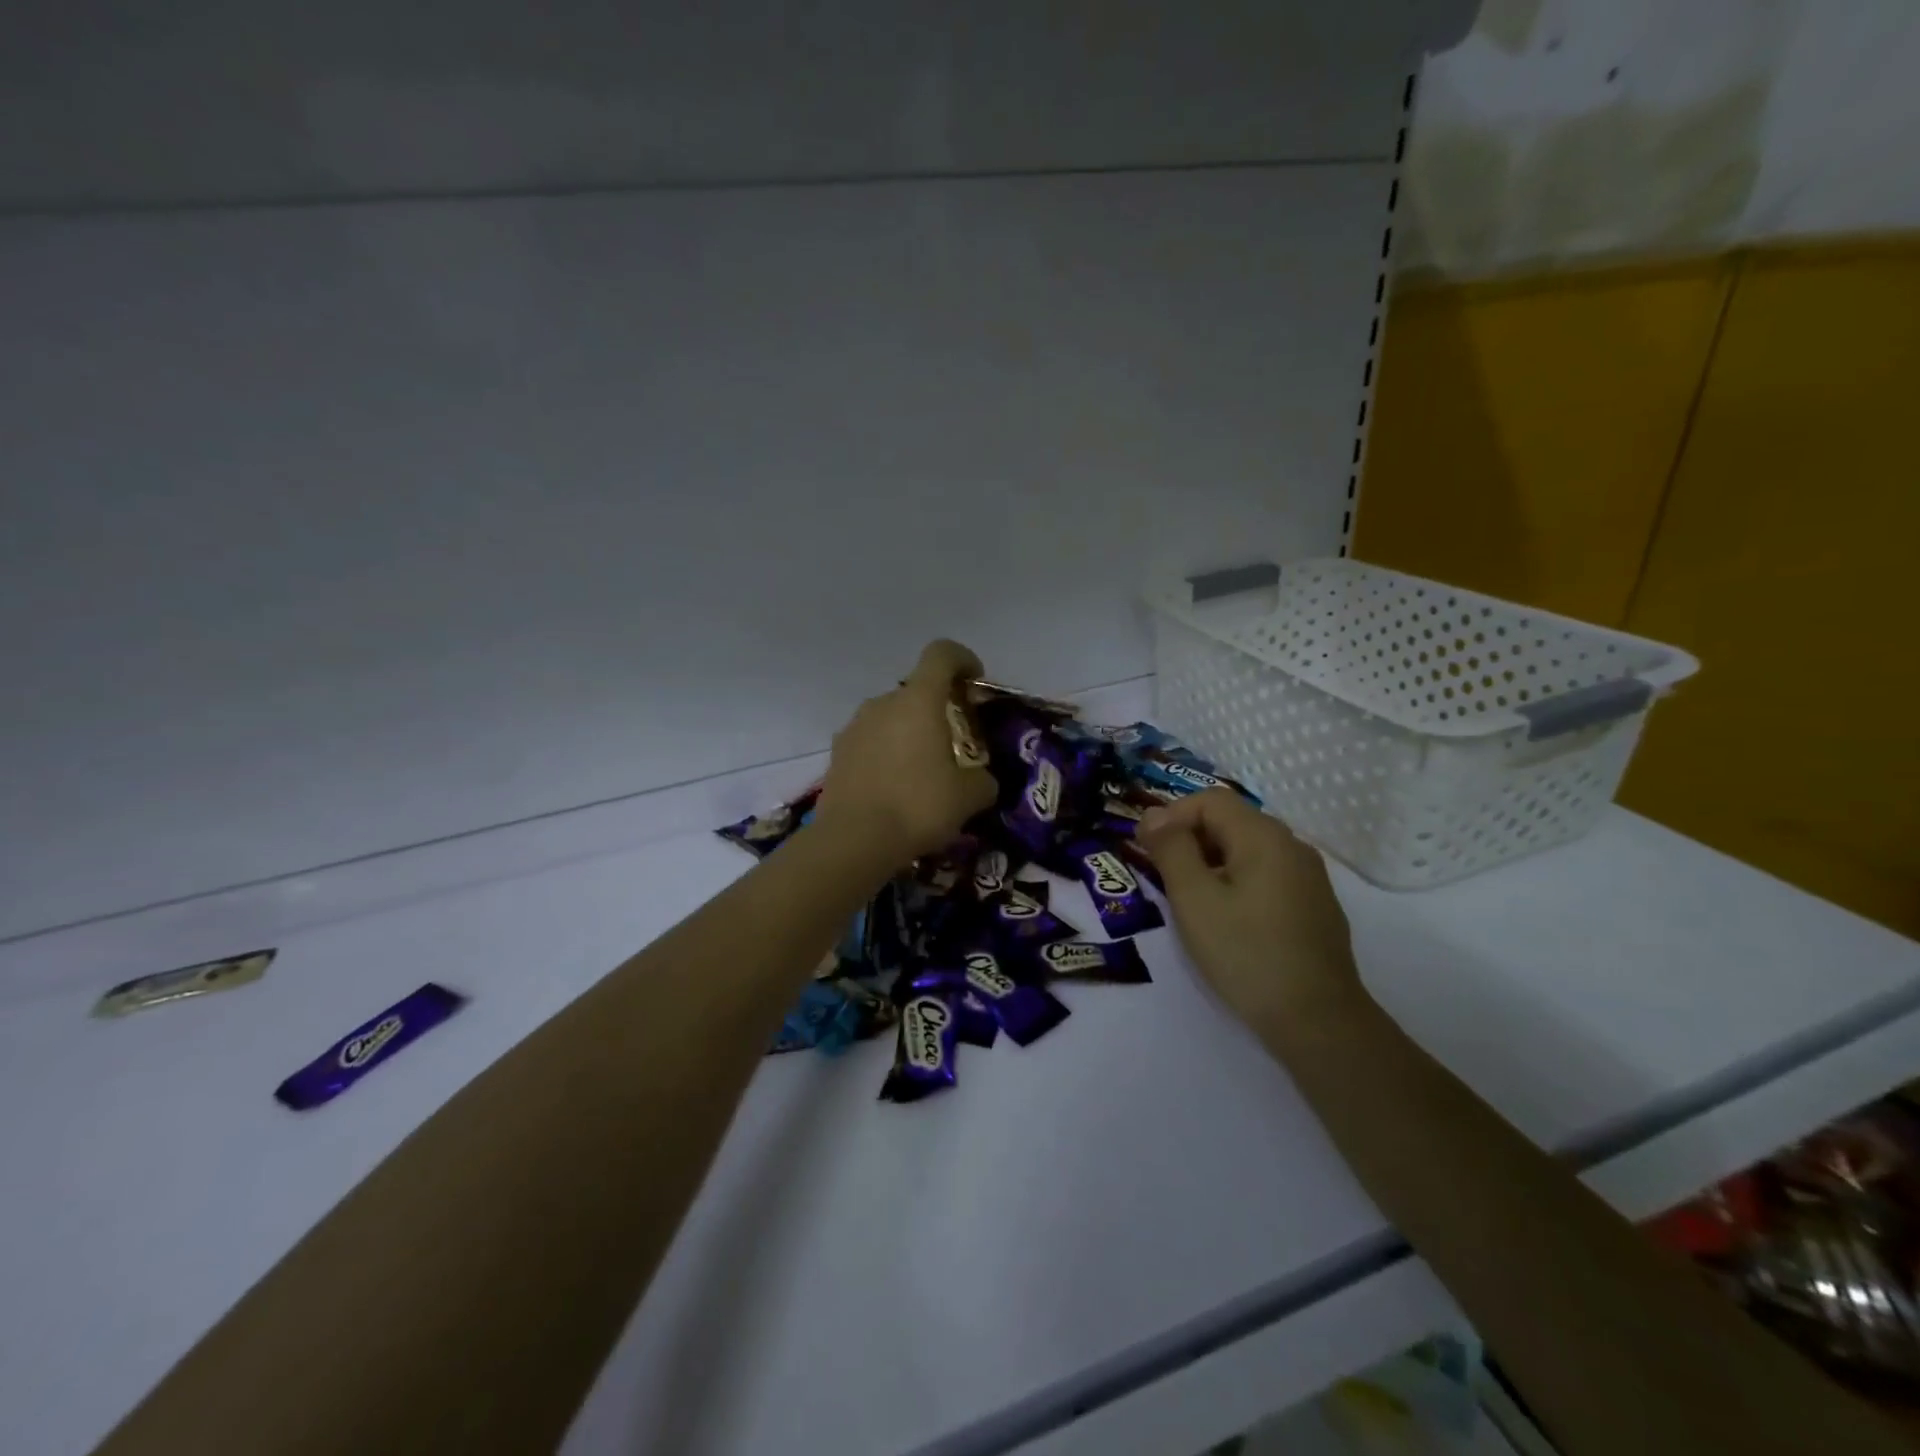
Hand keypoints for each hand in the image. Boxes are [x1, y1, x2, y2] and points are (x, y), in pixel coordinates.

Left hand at [814, 639, 998, 864]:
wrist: (853, 840)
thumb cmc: (918, 807)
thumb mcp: (968, 797)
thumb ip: (983, 781)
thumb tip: (983, 781)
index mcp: (918, 701)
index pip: (941, 654)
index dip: (962, 658)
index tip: (974, 681)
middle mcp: (882, 704)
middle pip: (915, 691)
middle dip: (936, 709)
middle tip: (953, 743)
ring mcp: (854, 727)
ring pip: (890, 718)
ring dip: (908, 734)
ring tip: (922, 772)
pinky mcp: (837, 754)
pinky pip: (869, 743)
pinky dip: (885, 755)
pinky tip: (894, 789)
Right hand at [1137, 788, 1362, 1036]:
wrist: (1317, 1020)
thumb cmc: (1246, 953)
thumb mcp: (1194, 899)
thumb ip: (1171, 849)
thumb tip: (1154, 814)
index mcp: (1264, 836)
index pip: (1210, 800)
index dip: (1173, 815)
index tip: (1148, 849)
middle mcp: (1292, 845)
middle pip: (1231, 821)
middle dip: (1190, 839)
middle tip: (1163, 877)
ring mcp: (1309, 876)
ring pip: (1248, 850)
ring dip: (1212, 862)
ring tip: (1190, 900)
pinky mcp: (1315, 906)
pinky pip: (1266, 874)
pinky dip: (1237, 881)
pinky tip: (1228, 919)